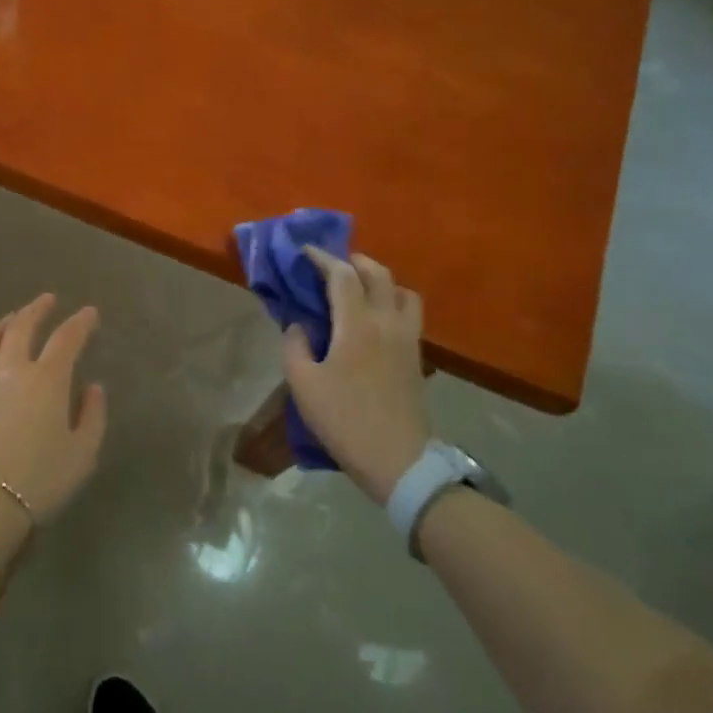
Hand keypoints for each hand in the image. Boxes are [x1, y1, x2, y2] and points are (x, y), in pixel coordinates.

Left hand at [0, 294, 107, 524]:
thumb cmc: (38, 481)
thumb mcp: (82, 454)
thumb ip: (92, 416)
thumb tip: (93, 388)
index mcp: (47, 379)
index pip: (67, 338)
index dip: (80, 322)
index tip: (90, 313)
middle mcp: (10, 370)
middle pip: (22, 327)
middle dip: (36, 309)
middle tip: (47, 299)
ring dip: (3, 324)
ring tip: (12, 318)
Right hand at [282, 248, 430, 502]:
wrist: (398, 461)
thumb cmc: (344, 420)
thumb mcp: (303, 384)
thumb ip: (295, 346)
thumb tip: (299, 325)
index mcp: (357, 324)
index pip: (342, 275)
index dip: (322, 258)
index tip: (304, 252)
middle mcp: (387, 322)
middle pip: (378, 273)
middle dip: (354, 261)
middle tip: (331, 266)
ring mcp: (408, 339)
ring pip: (402, 291)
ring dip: (380, 281)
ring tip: (359, 290)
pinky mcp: (417, 357)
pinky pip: (410, 313)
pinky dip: (392, 303)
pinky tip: (375, 320)